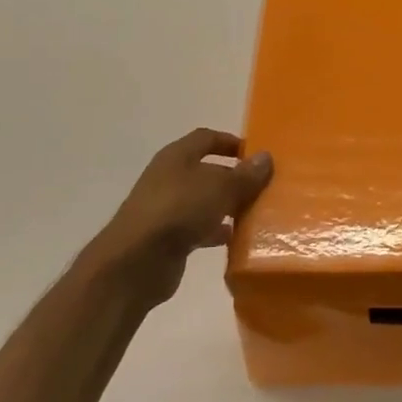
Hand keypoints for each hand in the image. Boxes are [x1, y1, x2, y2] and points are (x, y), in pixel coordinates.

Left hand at [86, 129, 272, 307]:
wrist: (135, 262)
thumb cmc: (178, 211)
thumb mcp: (220, 188)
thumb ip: (245, 175)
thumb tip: (266, 157)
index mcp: (177, 157)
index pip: (206, 138)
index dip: (230, 142)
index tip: (255, 154)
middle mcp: (169, 178)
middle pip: (207, 171)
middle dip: (234, 178)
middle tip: (263, 187)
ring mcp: (166, 209)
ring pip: (204, 201)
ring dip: (228, 206)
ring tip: (256, 214)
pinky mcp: (168, 238)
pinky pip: (199, 228)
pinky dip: (216, 232)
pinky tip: (236, 240)